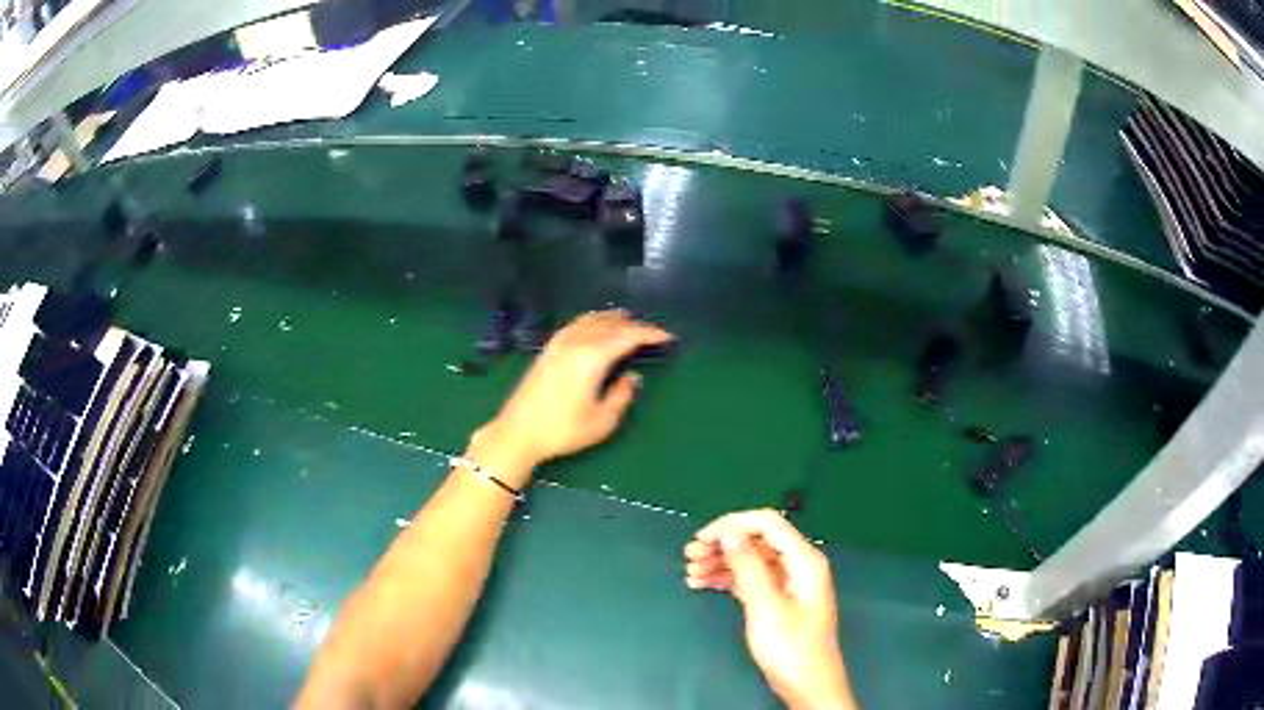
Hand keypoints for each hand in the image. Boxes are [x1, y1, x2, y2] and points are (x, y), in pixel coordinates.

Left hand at [470, 310, 672, 483]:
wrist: (517, 432)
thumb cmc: (562, 431)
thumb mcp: (601, 421)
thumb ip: (621, 395)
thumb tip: (633, 377)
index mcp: (591, 357)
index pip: (627, 336)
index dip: (650, 333)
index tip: (667, 336)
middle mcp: (575, 342)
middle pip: (610, 324)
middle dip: (634, 325)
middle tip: (652, 333)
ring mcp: (558, 343)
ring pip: (591, 320)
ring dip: (613, 319)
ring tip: (629, 323)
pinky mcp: (548, 349)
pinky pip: (576, 324)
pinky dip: (593, 321)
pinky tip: (596, 328)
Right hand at [684, 510, 855, 709]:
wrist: (807, 685)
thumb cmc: (790, 647)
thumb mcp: (765, 606)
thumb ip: (747, 566)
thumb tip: (728, 530)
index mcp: (804, 560)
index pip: (767, 523)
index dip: (733, 524)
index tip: (702, 538)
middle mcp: (798, 565)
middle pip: (757, 541)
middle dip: (723, 544)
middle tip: (689, 555)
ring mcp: (789, 583)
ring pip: (751, 560)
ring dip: (721, 562)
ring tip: (691, 572)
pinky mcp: (779, 600)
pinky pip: (751, 579)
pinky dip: (728, 579)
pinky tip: (704, 584)